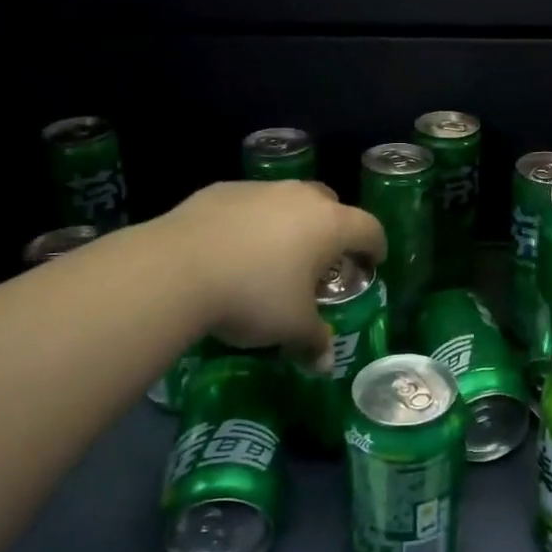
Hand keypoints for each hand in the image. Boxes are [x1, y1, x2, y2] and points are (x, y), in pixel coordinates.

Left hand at [156, 181, 385, 360]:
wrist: (176, 268)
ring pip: (288, 201)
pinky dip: (252, 222)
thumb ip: (315, 341)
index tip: (372, 264)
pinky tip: (233, 249)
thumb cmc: (252, 296)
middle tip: (321, 262)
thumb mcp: (290, 328)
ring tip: (273, 256)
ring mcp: (259, 189)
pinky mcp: (221, 190)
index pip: (369, 228)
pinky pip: (250, 204)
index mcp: (329, 225)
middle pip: (331, 205)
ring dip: (291, 224)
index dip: (376, 247)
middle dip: (333, 230)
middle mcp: (300, 197)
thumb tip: (326, 363)